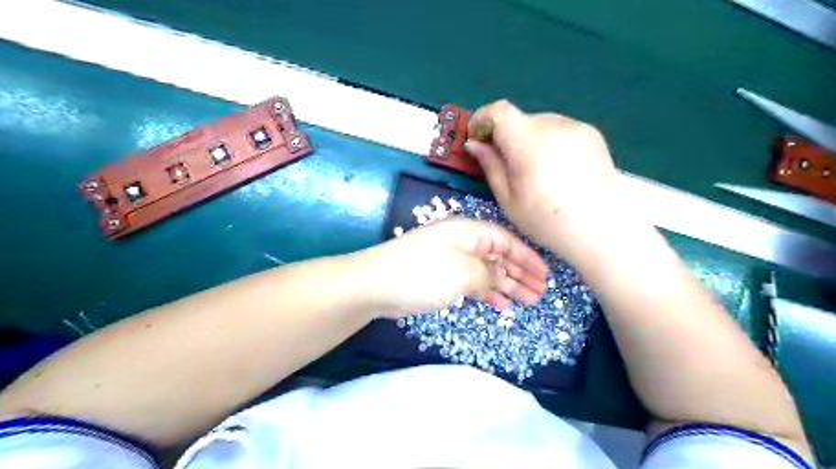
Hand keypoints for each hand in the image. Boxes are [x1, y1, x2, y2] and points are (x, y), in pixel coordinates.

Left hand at [358, 221, 549, 318]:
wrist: (377, 285)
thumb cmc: (423, 273)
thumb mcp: (463, 272)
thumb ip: (489, 273)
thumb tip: (501, 276)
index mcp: (469, 232)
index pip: (507, 241)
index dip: (528, 257)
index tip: (546, 275)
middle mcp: (463, 243)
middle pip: (499, 256)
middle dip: (521, 273)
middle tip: (541, 293)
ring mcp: (452, 261)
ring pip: (488, 271)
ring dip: (507, 285)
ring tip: (529, 301)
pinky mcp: (443, 278)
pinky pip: (473, 283)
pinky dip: (488, 292)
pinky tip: (502, 304)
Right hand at [468, 97, 622, 253]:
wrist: (601, 230)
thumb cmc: (547, 221)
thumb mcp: (508, 199)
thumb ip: (490, 166)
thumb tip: (474, 143)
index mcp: (528, 142)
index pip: (499, 110)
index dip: (482, 118)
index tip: (477, 137)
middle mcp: (553, 125)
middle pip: (519, 119)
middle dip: (506, 136)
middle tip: (506, 164)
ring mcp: (576, 127)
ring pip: (540, 124)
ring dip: (529, 139)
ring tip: (535, 170)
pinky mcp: (592, 134)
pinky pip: (560, 129)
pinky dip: (549, 142)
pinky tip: (557, 169)